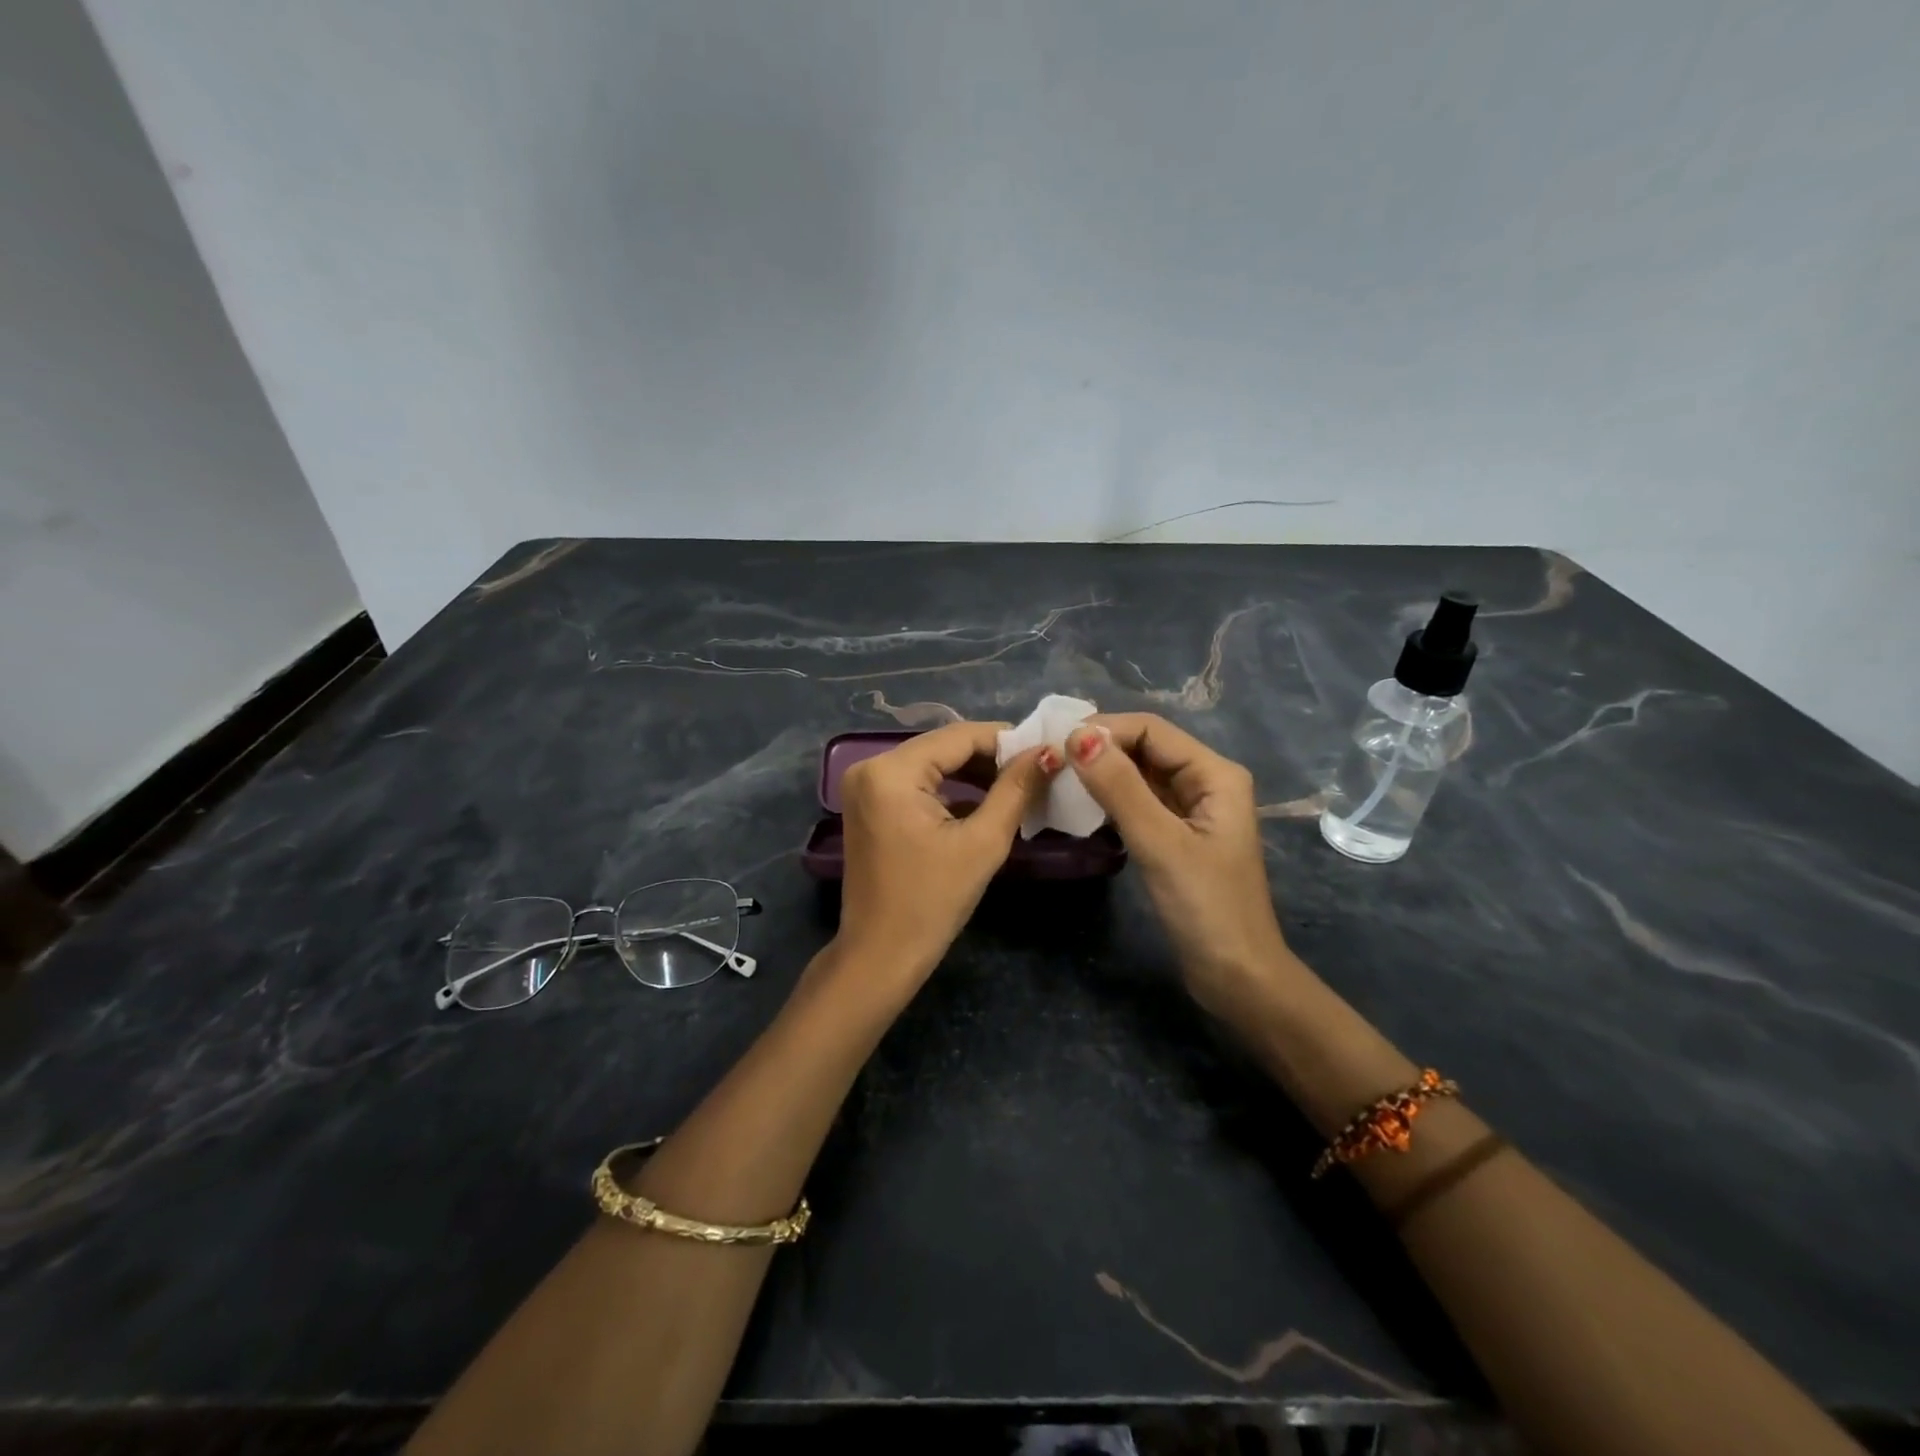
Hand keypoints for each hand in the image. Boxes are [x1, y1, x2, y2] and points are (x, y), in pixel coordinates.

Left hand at [835, 721, 1058, 990]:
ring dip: (973, 773)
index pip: (959, 736)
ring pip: (932, 764)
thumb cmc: (932, 902)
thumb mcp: (983, 842)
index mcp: (891, 771)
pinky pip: (917, 783)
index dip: (1007, 739)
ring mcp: (865, 786)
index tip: (1047, 749)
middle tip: (1038, 769)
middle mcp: (870, 767)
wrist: (881, 955)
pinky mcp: (869, 805)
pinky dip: (950, 789)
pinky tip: (986, 801)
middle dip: (991, 757)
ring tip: (1020, 785)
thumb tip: (1049, 752)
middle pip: (943, 747)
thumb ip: (1016, 790)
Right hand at [1064, 713, 1296, 1016]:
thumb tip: (1078, 736)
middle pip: (1145, 748)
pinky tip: (1080, 807)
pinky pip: (1139, 803)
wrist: (1236, 975)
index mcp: (1214, 774)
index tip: (1056, 744)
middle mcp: (1205, 782)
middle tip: (1050, 761)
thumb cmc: (1205, 906)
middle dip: (1100, 749)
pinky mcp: (1176, 835)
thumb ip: (1120, 787)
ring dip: (1102, 774)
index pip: (1151, 730)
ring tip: (1057, 780)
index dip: (1104, 729)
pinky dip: (1111, 800)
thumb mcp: (1160, 843)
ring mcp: (1191, 810)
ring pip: (1140, 776)